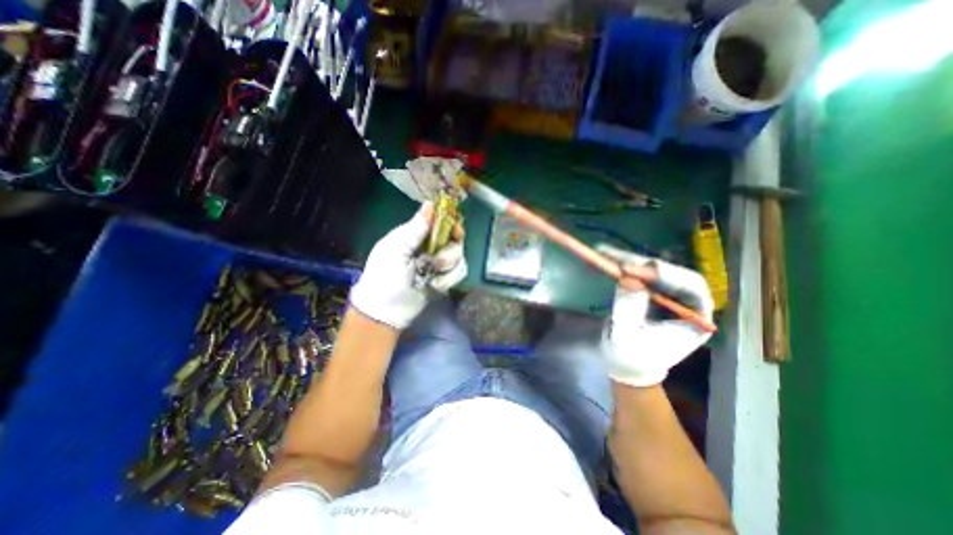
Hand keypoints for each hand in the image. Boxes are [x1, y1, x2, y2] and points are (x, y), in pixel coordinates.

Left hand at [350, 203, 467, 328]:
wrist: (387, 310)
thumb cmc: (385, 275)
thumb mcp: (396, 248)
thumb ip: (415, 228)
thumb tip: (429, 204)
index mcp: (415, 235)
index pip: (439, 221)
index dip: (450, 223)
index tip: (455, 230)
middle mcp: (430, 246)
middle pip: (454, 239)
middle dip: (450, 250)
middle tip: (439, 261)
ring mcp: (439, 263)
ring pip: (459, 256)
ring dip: (448, 267)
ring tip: (432, 276)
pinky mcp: (446, 279)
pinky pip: (459, 272)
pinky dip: (449, 279)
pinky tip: (435, 285)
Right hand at [598, 245, 710, 386]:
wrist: (624, 363)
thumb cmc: (631, 357)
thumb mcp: (627, 337)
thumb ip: (630, 308)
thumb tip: (627, 278)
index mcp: (695, 318)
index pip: (691, 287)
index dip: (665, 274)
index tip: (634, 270)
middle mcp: (685, 302)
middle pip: (670, 273)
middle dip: (641, 264)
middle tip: (614, 257)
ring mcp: (666, 294)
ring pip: (651, 269)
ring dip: (628, 260)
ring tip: (604, 252)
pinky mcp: (649, 290)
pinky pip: (638, 273)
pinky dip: (621, 265)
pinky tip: (606, 257)